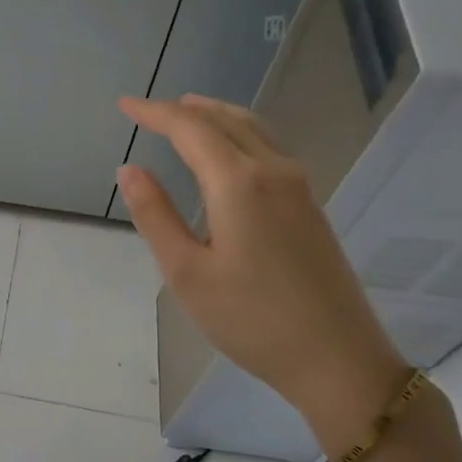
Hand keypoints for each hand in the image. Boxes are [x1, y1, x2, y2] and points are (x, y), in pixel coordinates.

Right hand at [117, 94, 404, 437]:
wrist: (337, 357)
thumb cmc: (251, 319)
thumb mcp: (187, 272)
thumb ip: (155, 216)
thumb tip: (129, 169)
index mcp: (239, 183)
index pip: (191, 129)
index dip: (155, 112)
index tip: (125, 104)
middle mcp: (273, 171)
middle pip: (226, 120)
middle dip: (185, 109)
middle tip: (149, 110)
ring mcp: (299, 187)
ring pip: (254, 130)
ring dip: (216, 116)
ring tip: (188, 113)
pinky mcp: (310, 206)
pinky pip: (269, 148)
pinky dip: (239, 134)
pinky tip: (228, 152)